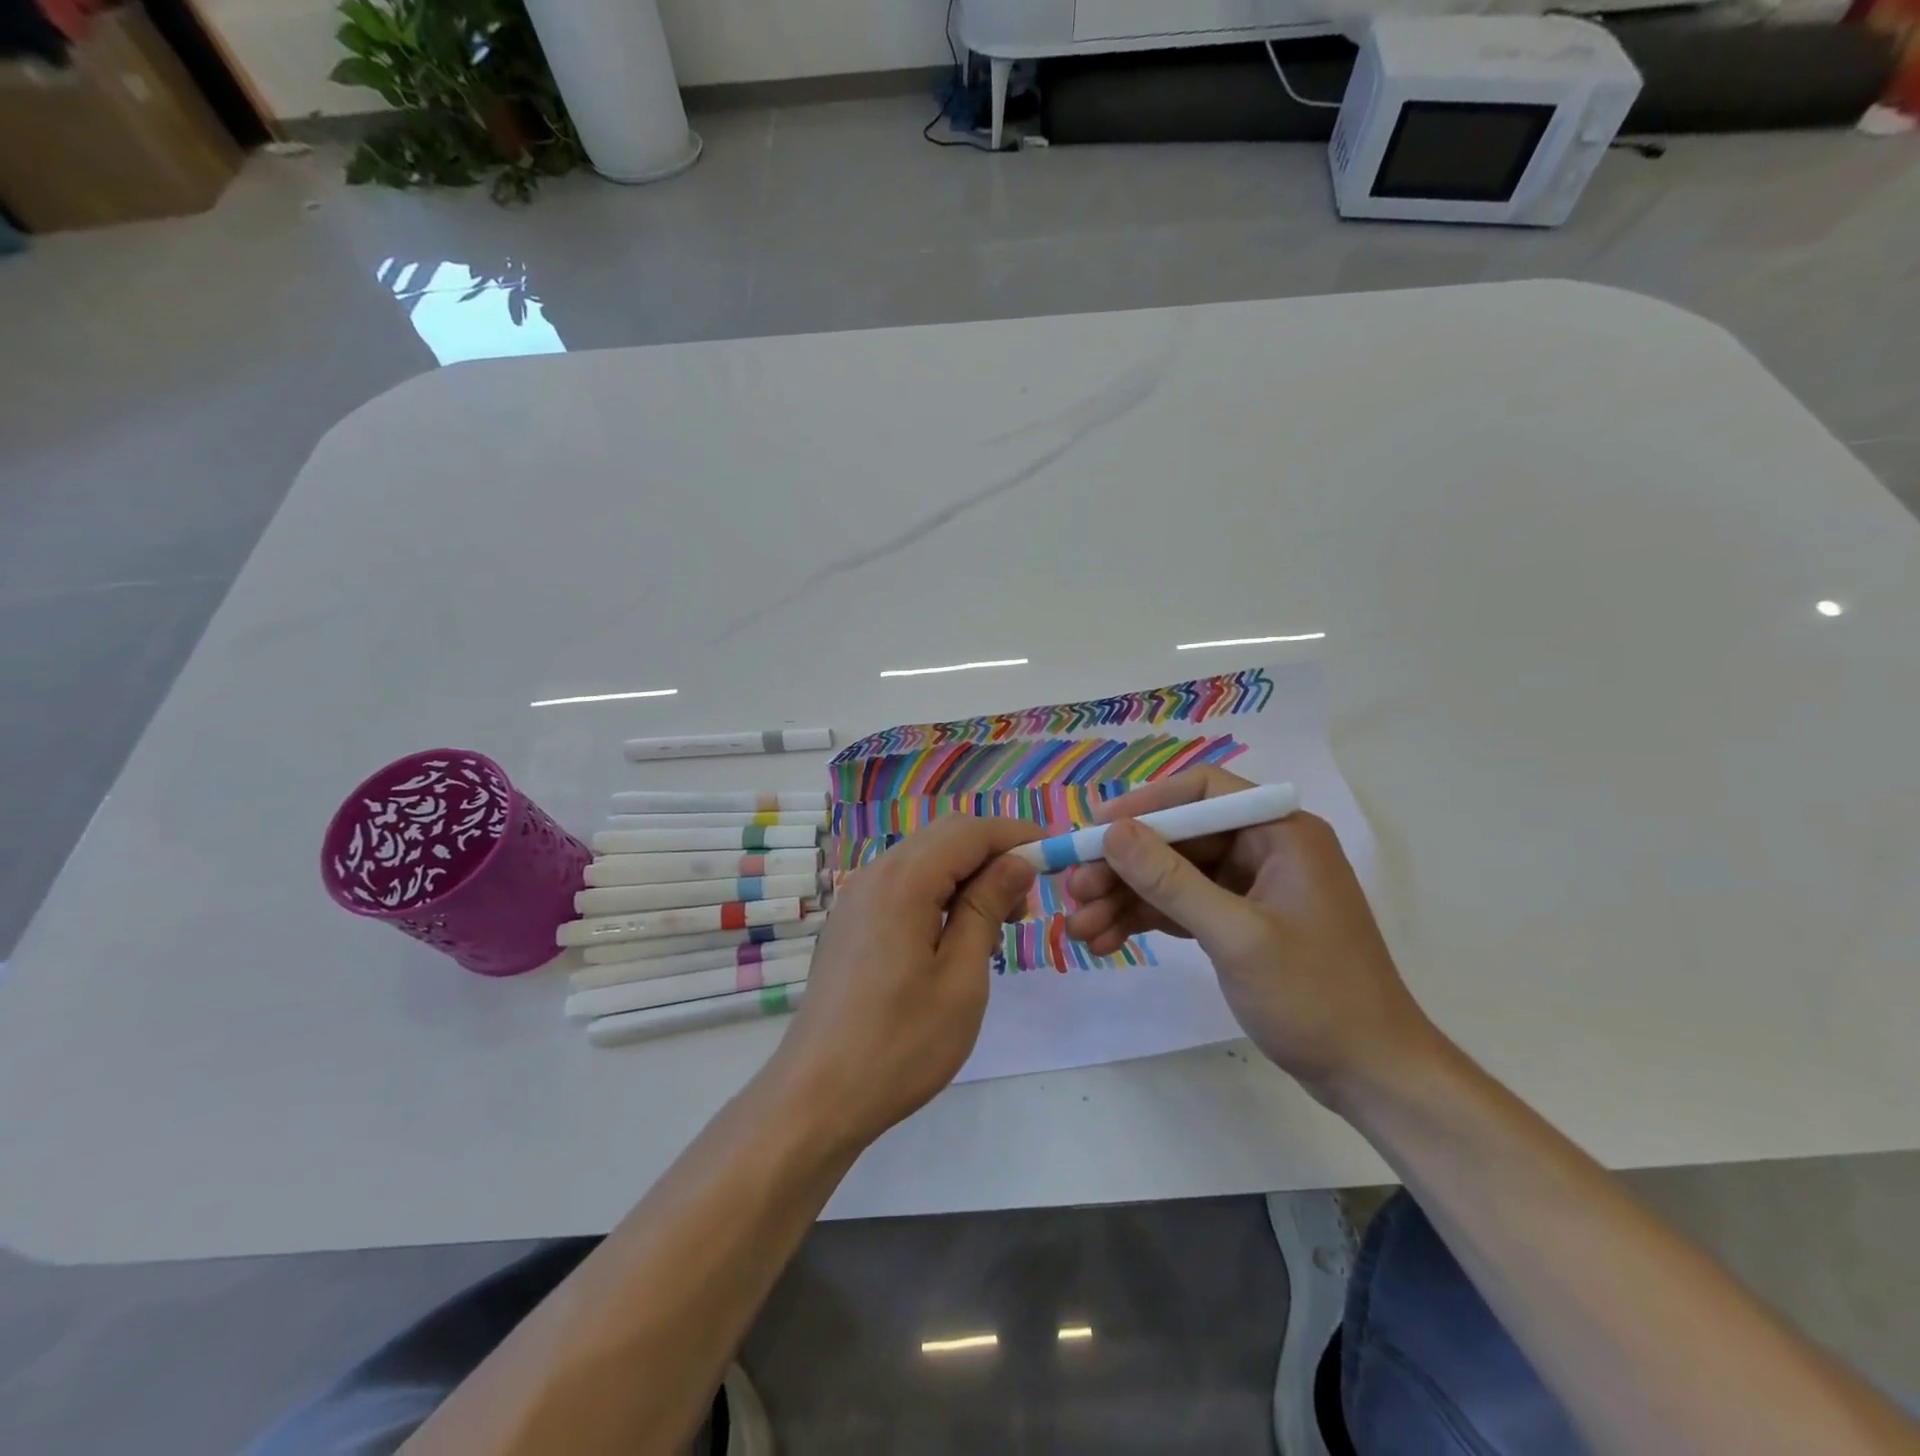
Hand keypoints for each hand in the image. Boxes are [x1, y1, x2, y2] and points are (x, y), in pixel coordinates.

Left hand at [768, 813, 1041, 1152]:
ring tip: (996, 926)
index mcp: (904, 881)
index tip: (1054, 855)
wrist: (817, 1096)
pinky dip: (938, 892)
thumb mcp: (961, 977)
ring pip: (924, 859)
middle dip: (992, 853)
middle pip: (945, 837)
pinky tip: (954, 937)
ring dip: (966, 874)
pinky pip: (903, 885)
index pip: (970, 832)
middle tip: (1026, 900)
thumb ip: (987, 908)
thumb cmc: (900, 1044)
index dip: (1016, 835)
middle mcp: (875, 874)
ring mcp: (857, 897)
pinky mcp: (851, 922)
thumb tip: (1017, 862)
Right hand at [1064, 767, 1437, 1103]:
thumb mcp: (1236, 936)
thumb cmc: (1315, 996)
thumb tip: (1112, 832)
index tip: (1095, 829)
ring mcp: (1252, 887)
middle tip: (1073, 892)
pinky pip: (1183, 907)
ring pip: (1174, 876)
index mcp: (1280, 833)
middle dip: (1124, 866)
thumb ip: (1171, 881)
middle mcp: (1265, 849)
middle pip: (1178, 839)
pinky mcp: (1241, 922)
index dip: (1144, 805)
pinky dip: (1146, 921)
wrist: (1372, 1076)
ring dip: (1126, 899)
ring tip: (1078, 928)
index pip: (1202, 793)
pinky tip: (1106, 940)